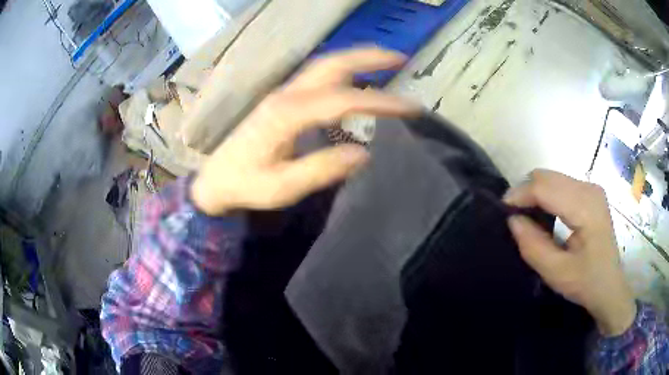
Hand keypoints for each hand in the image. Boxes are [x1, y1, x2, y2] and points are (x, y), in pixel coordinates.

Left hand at [191, 48, 419, 214]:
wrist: (215, 179)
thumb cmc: (245, 184)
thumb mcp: (281, 187)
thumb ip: (320, 169)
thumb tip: (363, 153)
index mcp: (286, 114)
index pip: (341, 99)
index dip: (378, 102)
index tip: (410, 108)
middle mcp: (286, 95)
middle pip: (331, 64)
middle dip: (368, 57)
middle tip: (400, 58)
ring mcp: (283, 93)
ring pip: (324, 65)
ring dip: (356, 59)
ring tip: (385, 61)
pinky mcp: (282, 99)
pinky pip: (317, 75)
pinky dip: (342, 70)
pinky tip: (355, 78)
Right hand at [504, 170, 635, 336]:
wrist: (610, 286)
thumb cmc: (586, 282)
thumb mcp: (557, 273)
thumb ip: (533, 246)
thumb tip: (513, 220)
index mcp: (586, 206)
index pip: (545, 186)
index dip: (520, 195)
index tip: (502, 211)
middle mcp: (589, 188)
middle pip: (547, 176)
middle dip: (525, 192)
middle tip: (513, 216)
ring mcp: (591, 188)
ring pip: (552, 177)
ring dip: (535, 193)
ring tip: (526, 216)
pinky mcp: (590, 193)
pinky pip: (561, 184)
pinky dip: (546, 194)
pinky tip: (543, 214)